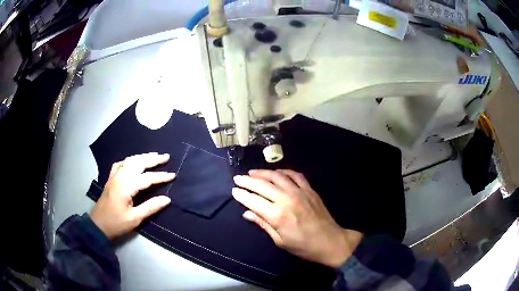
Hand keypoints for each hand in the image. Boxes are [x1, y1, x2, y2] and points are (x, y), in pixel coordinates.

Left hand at [90, 152, 175, 239]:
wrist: (98, 226)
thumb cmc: (116, 224)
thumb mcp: (135, 219)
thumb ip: (150, 207)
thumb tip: (167, 199)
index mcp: (126, 187)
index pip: (147, 178)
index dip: (161, 176)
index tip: (173, 175)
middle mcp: (119, 177)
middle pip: (137, 163)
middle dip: (152, 159)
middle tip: (166, 156)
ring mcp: (114, 177)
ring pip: (129, 161)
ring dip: (142, 157)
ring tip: (153, 156)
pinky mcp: (110, 179)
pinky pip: (120, 164)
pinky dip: (129, 160)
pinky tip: (133, 162)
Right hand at [232, 169, 362, 267]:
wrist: (330, 241)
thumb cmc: (303, 246)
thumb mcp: (280, 241)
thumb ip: (263, 224)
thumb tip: (247, 213)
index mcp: (277, 215)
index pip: (253, 200)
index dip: (242, 194)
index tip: (234, 190)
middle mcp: (286, 199)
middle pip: (262, 185)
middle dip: (247, 180)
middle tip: (238, 178)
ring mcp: (299, 192)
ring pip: (277, 176)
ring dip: (263, 172)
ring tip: (253, 172)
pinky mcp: (309, 189)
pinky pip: (295, 175)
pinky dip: (284, 171)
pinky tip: (277, 172)